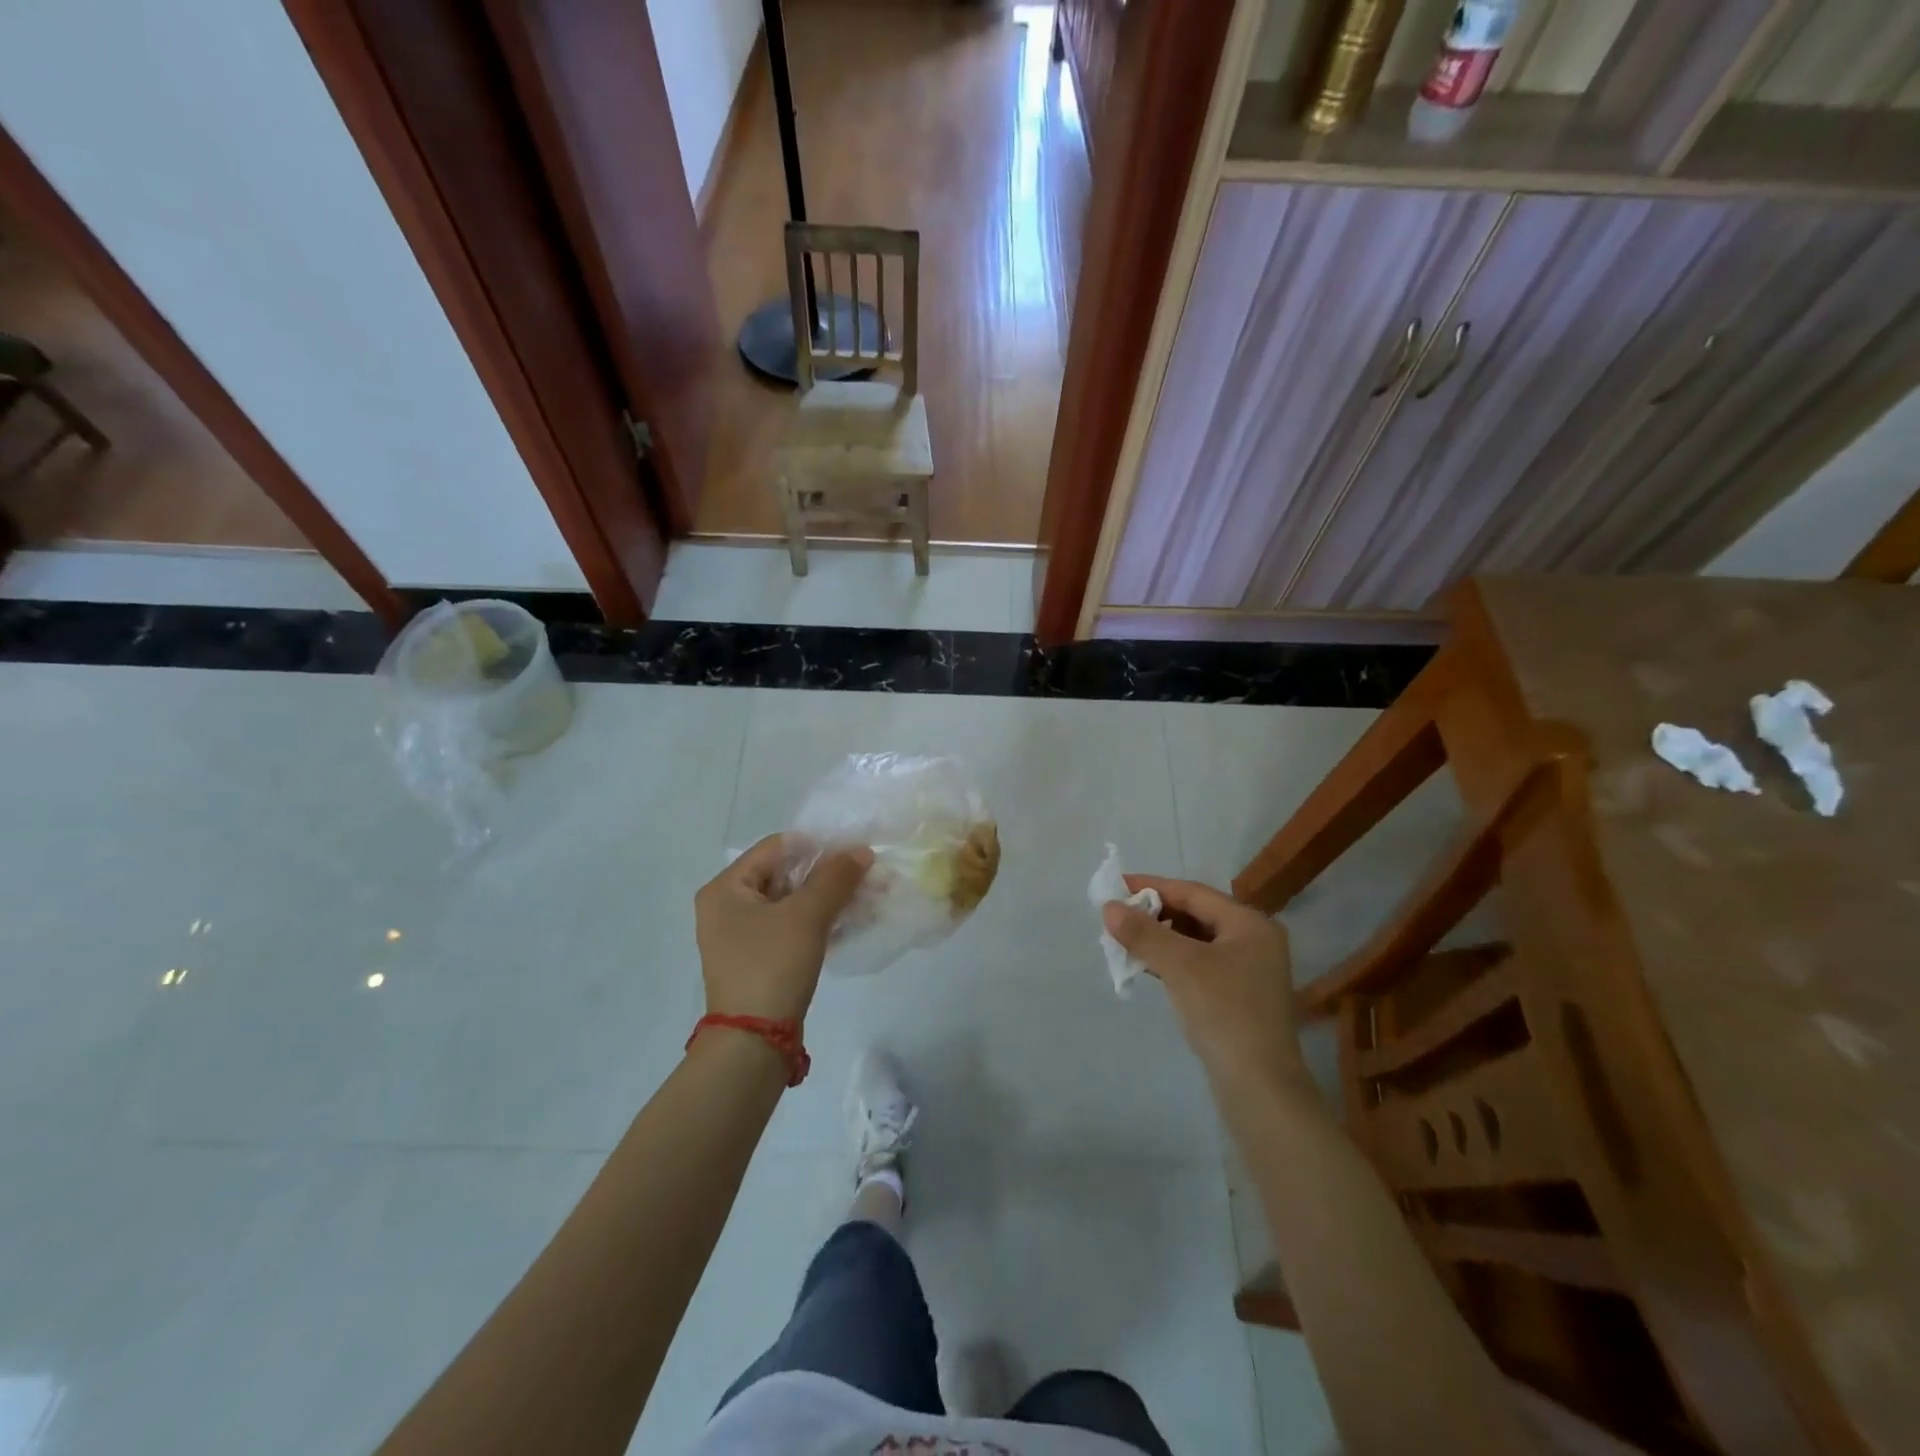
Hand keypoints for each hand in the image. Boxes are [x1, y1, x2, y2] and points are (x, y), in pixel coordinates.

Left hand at [695, 835, 872, 1023]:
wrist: (753, 1043)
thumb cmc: (772, 966)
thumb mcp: (807, 916)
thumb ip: (836, 878)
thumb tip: (862, 851)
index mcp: (726, 887)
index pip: (777, 847)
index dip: (817, 845)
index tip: (854, 852)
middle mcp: (727, 906)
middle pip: (784, 873)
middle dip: (826, 874)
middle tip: (865, 874)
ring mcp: (740, 935)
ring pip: (790, 901)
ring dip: (826, 898)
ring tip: (864, 896)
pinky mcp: (757, 958)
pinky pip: (789, 927)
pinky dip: (816, 921)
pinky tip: (849, 922)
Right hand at [1103, 876, 1307, 1093]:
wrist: (1260, 1088)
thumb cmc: (1224, 1013)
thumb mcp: (1180, 966)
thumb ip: (1143, 932)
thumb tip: (1109, 907)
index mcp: (1250, 924)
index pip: (1194, 893)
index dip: (1153, 886)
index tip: (1116, 886)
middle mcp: (1255, 941)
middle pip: (1196, 914)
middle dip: (1155, 913)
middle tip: (1118, 915)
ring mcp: (1250, 971)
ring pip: (1197, 941)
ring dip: (1161, 938)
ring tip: (1125, 939)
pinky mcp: (1240, 997)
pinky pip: (1200, 965)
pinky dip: (1173, 961)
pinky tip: (1148, 966)